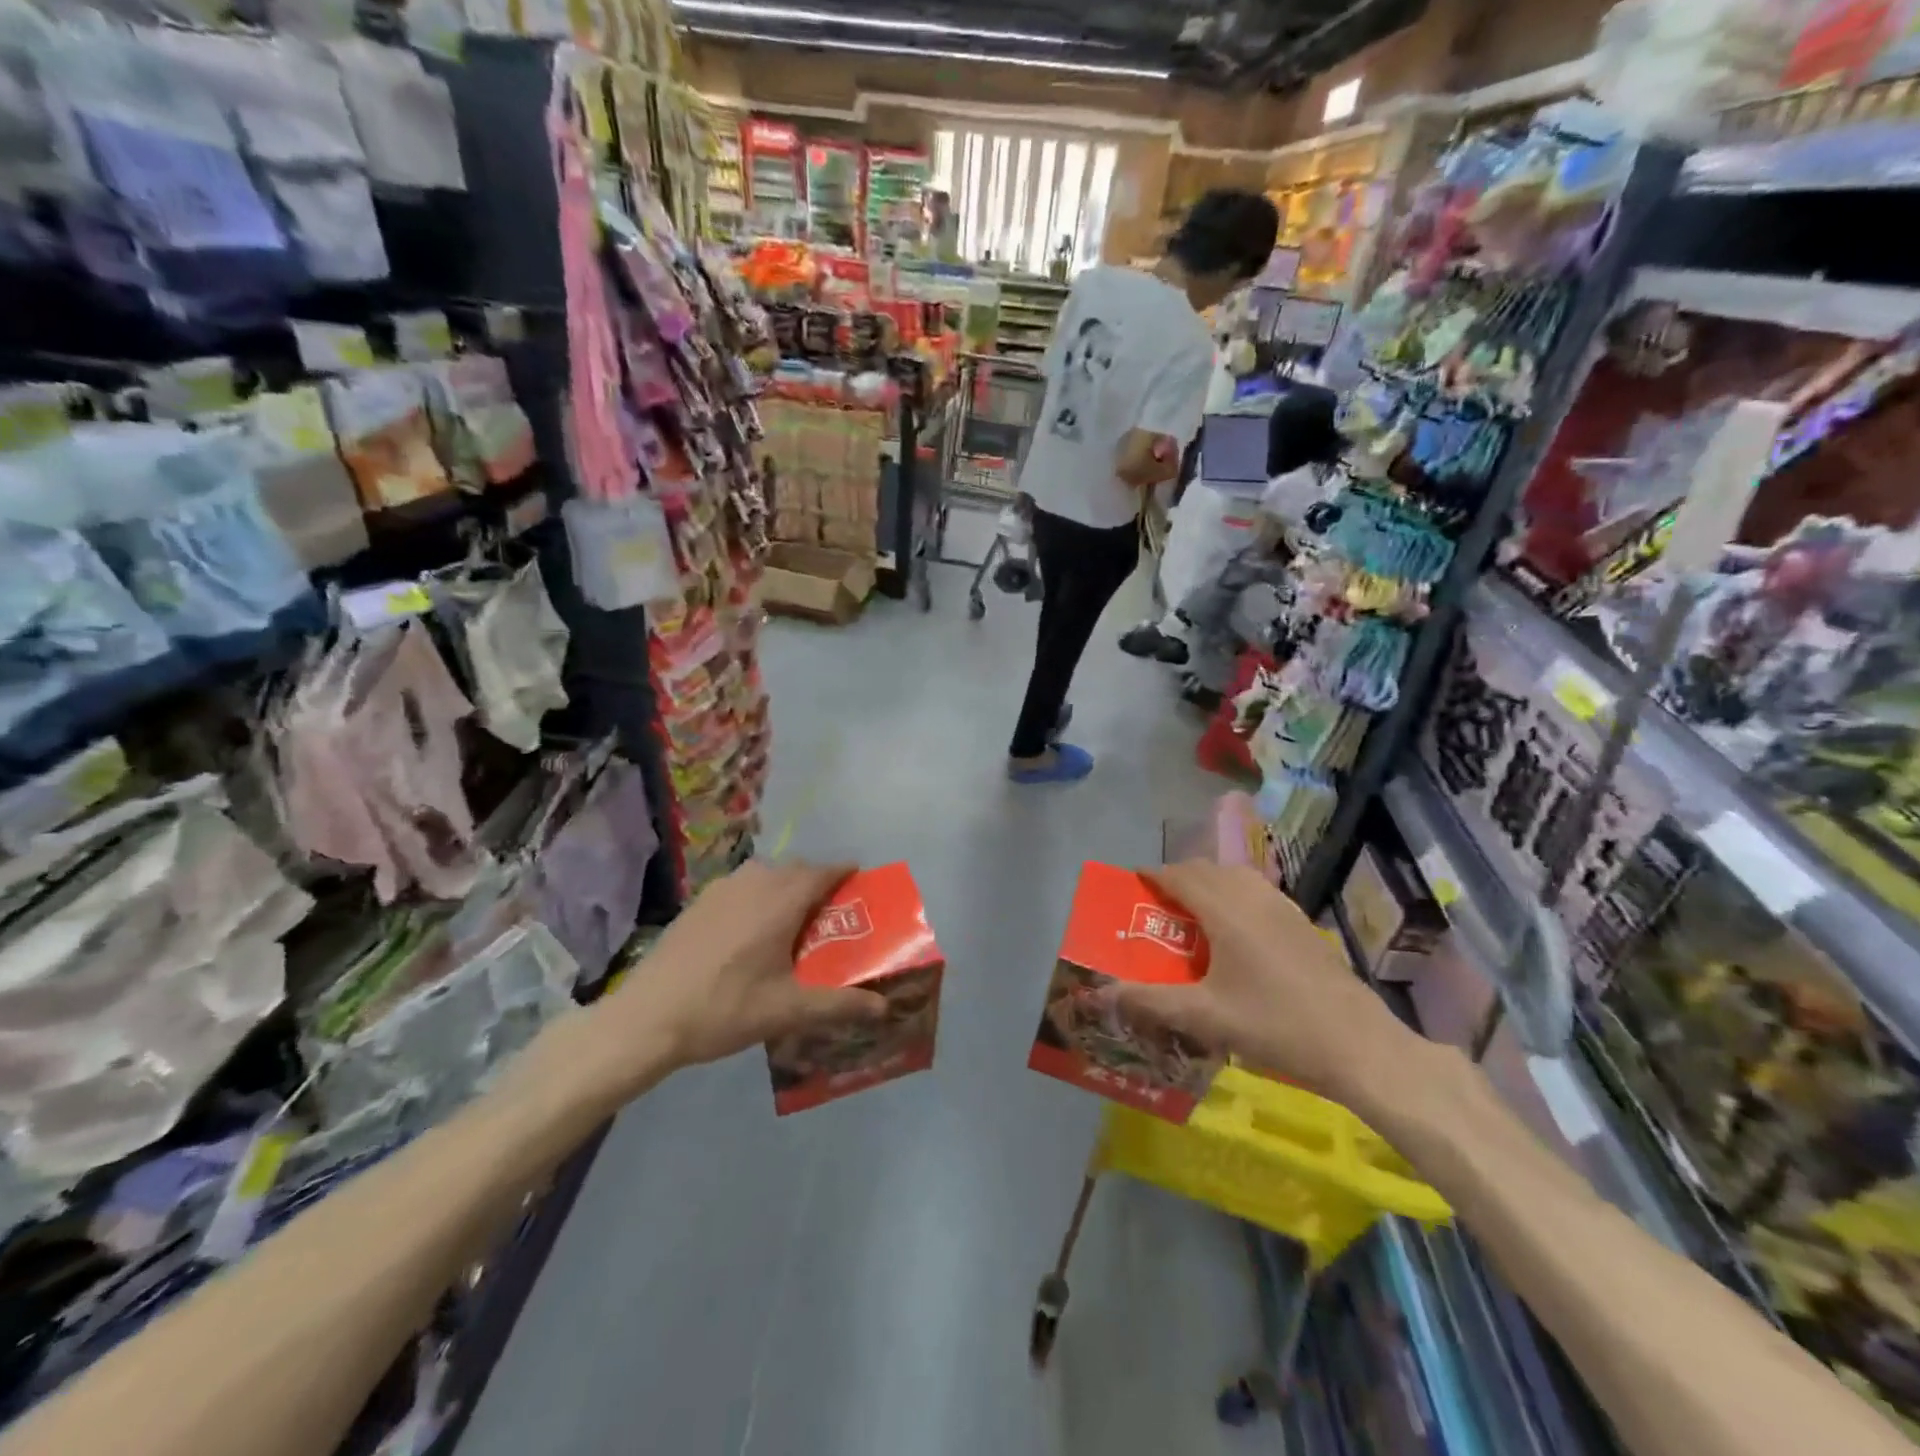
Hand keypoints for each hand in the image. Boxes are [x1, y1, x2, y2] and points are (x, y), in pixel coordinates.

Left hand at [585, 860, 886, 1096]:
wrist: (646, 1017)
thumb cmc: (724, 1008)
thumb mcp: (788, 1011)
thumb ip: (839, 1005)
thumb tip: (883, 1007)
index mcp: (781, 899)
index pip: (824, 871)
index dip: (846, 874)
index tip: (861, 885)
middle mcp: (755, 881)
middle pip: (797, 870)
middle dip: (818, 884)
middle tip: (832, 916)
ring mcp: (722, 888)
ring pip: (767, 875)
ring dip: (787, 888)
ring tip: (793, 923)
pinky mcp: (699, 901)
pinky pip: (742, 886)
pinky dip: (759, 896)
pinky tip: (752, 932)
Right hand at [1110, 861, 1415, 1101]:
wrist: (1359, 1045)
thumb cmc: (1276, 1026)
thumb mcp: (1205, 1018)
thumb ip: (1151, 1002)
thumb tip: (1104, 993)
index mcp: (1226, 911)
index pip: (1181, 875)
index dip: (1153, 875)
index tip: (1132, 883)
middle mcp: (1254, 897)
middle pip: (1208, 870)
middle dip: (1178, 878)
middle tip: (1157, 903)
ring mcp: (1284, 908)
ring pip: (1236, 877)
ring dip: (1209, 884)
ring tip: (1192, 914)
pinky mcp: (1302, 924)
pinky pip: (1258, 893)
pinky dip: (1235, 896)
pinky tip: (1235, 933)